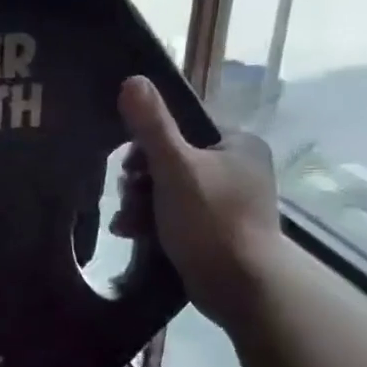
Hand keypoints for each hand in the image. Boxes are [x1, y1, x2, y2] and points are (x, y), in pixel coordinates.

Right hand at [110, 76, 284, 329]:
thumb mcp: (175, 168)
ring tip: (126, 223)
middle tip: (129, 198)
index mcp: (237, 144)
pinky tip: (132, 233)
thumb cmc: (211, 220)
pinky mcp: (215, 228)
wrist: (240, 286)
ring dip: (139, 204)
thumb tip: (132, 80)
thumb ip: (152, 126)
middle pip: (170, 160)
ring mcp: (227, 200)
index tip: (129, 166)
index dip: (147, 143)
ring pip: (167, 189)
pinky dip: (151, 220)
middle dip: (139, 182)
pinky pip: (174, 213)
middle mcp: (236, 167)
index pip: (182, 127)